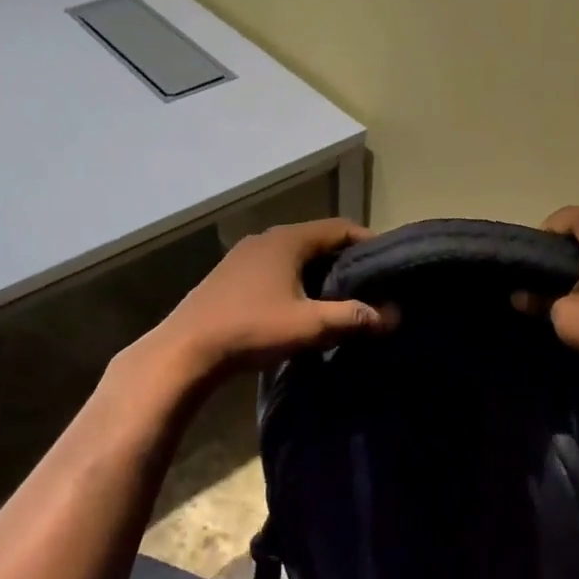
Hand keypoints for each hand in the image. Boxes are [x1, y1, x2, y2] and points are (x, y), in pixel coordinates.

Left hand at [146, 218, 391, 379]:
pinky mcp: (230, 276)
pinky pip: (275, 268)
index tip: (388, 265)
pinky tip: (301, 305)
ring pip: (295, 255)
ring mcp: (244, 256)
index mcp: (288, 239)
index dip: (368, 243)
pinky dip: (296, 280)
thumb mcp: (310, 325)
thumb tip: (392, 316)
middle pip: (318, 240)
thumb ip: (354, 317)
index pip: (340, 228)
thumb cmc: (252, 329)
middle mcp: (266, 238)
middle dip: (346, 260)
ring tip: (341, 297)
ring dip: (320, 272)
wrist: (185, 350)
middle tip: (370, 284)